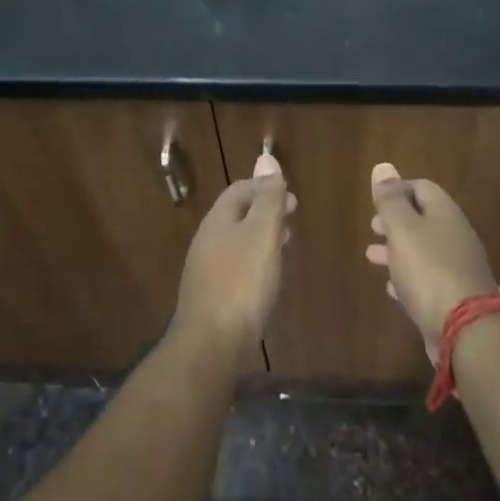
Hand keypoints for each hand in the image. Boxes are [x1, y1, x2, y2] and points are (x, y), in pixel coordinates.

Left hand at [172, 152, 293, 351]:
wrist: (212, 343)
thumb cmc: (242, 282)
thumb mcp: (262, 233)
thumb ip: (268, 198)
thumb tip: (267, 157)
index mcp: (217, 221)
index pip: (239, 190)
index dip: (265, 186)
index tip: (292, 197)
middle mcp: (207, 241)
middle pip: (237, 214)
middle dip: (265, 210)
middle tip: (293, 216)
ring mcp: (206, 270)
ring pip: (237, 240)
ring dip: (261, 235)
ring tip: (286, 242)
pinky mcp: (212, 295)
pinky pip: (236, 265)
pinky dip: (255, 259)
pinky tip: (268, 275)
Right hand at [365, 162, 499, 365]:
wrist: (465, 329)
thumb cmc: (428, 270)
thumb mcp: (403, 229)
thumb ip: (391, 200)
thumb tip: (384, 167)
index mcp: (445, 214)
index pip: (422, 188)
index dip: (398, 189)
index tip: (375, 201)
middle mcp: (455, 237)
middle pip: (423, 220)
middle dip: (396, 221)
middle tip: (372, 227)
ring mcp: (457, 268)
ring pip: (422, 251)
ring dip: (397, 250)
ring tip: (371, 256)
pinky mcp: (453, 297)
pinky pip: (426, 280)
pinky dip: (407, 277)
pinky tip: (391, 287)